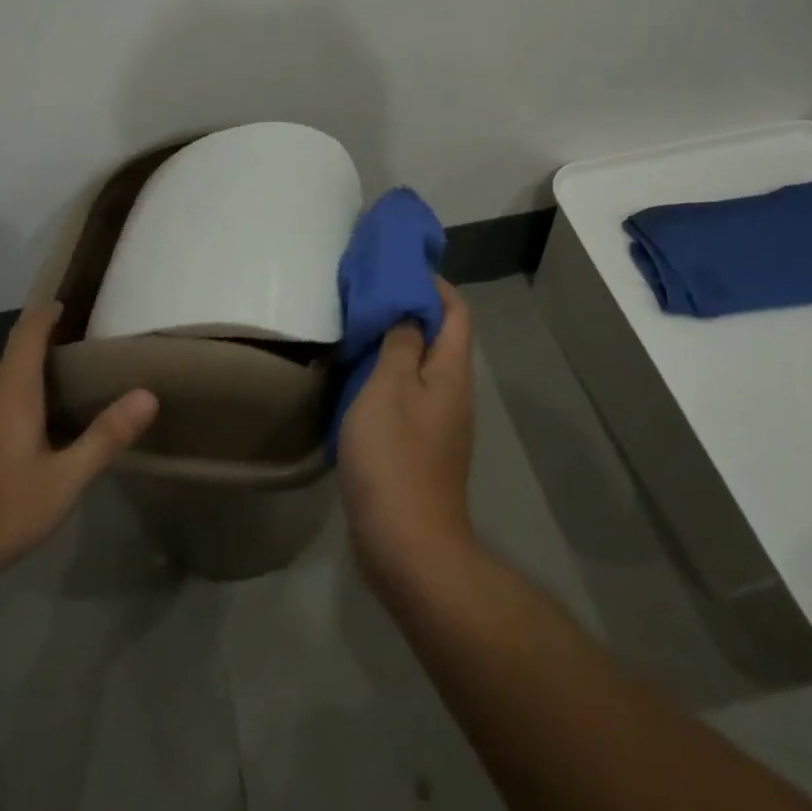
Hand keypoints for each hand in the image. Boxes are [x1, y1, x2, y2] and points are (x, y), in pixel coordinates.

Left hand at [0, 303, 158, 594]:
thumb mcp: (62, 481)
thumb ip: (105, 437)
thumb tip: (148, 395)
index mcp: (11, 389)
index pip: (29, 330)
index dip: (47, 313)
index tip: (66, 307)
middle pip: (13, 361)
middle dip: (44, 360)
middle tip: (80, 375)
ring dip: (22, 392)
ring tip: (52, 413)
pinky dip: (0, 416)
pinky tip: (12, 452)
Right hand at [337, 278, 477, 599]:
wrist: (408, 544)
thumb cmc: (395, 457)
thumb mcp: (389, 388)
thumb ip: (400, 342)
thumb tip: (409, 309)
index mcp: (450, 371)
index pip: (456, 311)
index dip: (434, 283)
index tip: (398, 266)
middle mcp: (452, 392)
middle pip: (440, 336)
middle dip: (410, 309)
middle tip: (367, 293)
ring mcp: (438, 423)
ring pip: (420, 366)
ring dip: (395, 342)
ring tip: (357, 327)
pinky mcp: (420, 447)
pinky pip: (406, 395)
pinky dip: (386, 375)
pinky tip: (355, 378)